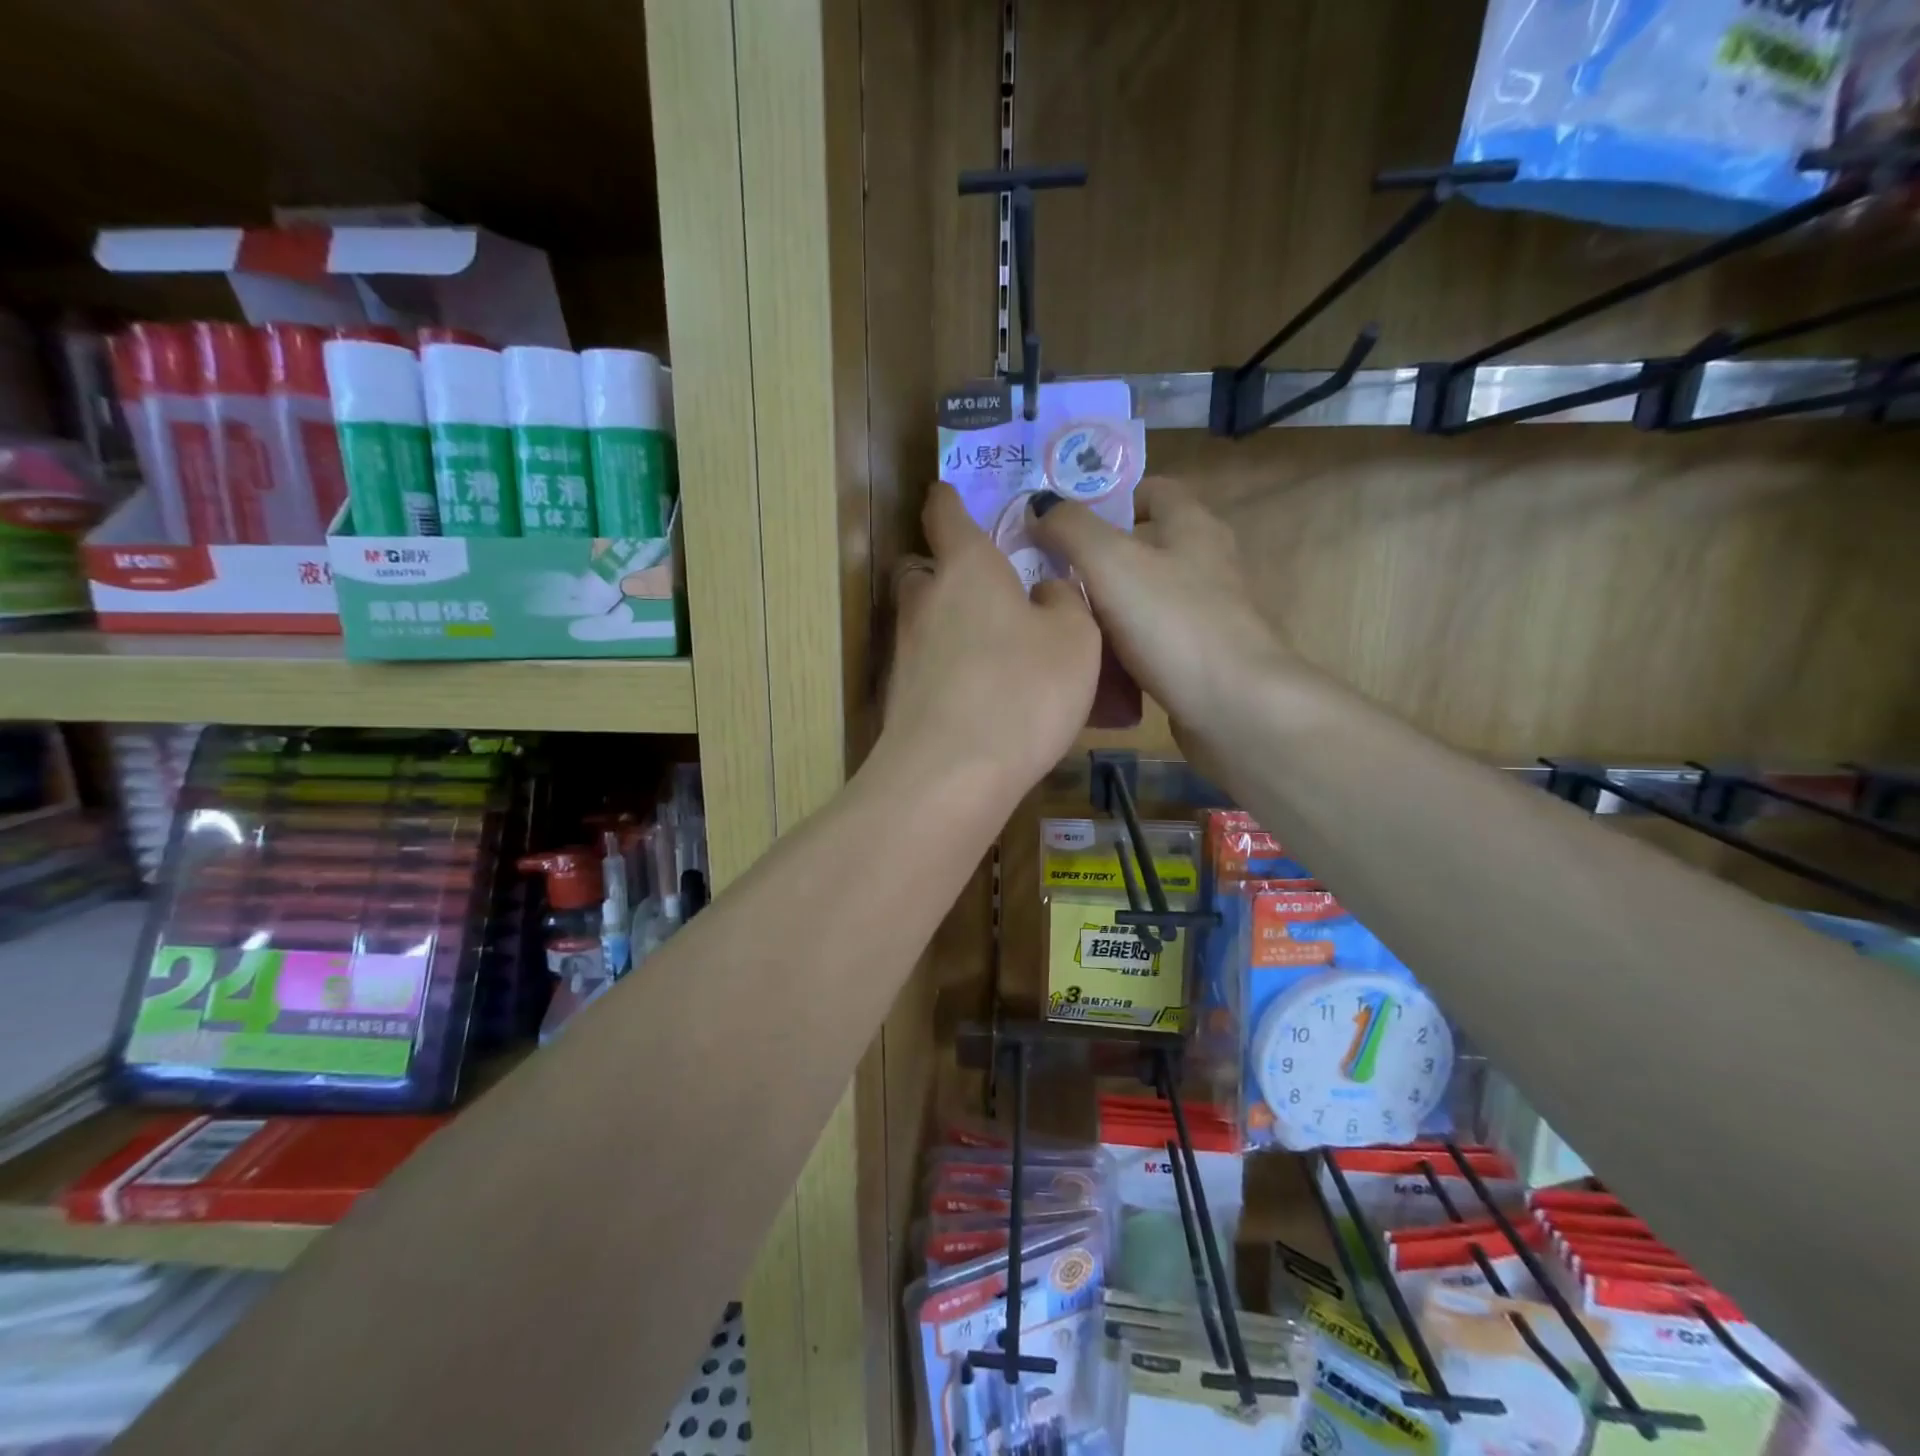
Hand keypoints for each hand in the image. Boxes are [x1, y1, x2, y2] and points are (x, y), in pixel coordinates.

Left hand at [876, 482, 1102, 816]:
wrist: (952, 773)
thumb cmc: (1023, 689)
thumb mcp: (1075, 638)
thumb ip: (1063, 601)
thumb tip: (1044, 590)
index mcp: (967, 568)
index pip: (945, 513)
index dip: (950, 499)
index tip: (953, 495)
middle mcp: (926, 600)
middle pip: (924, 569)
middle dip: (947, 570)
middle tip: (987, 587)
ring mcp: (906, 651)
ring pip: (924, 620)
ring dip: (949, 622)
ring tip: (992, 646)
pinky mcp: (901, 696)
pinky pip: (928, 665)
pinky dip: (949, 668)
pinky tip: (981, 694)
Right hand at [1029, 477, 1287, 736]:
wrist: (1235, 708)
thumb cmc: (1174, 624)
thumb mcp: (1111, 563)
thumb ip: (1070, 529)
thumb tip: (1038, 505)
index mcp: (1193, 526)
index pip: (1153, 490)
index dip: (1108, 498)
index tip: (1063, 521)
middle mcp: (1205, 563)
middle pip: (1145, 546)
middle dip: (1097, 557)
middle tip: (1047, 572)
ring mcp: (1205, 614)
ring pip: (1143, 597)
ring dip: (1106, 605)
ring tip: (1061, 618)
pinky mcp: (1199, 658)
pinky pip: (1149, 641)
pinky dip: (1121, 646)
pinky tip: (1091, 661)